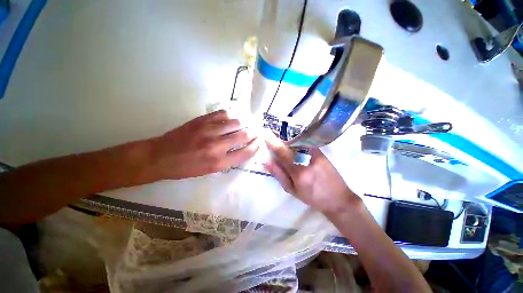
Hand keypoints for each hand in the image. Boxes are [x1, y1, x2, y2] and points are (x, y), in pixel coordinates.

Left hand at [149, 110, 260, 179]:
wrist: (161, 157)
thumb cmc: (186, 168)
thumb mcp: (210, 170)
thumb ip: (229, 160)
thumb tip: (243, 149)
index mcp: (219, 162)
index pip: (246, 152)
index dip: (256, 146)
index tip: (259, 141)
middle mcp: (217, 146)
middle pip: (244, 135)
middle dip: (254, 132)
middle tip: (257, 130)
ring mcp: (209, 130)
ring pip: (236, 122)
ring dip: (245, 122)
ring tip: (248, 123)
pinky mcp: (201, 120)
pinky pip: (223, 114)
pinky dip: (232, 115)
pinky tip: (233, 117)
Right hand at [263, 132, 359, 213]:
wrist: (338, 198)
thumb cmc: (312, 197)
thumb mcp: (292, 190)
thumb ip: (278, 174)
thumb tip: (266, 160)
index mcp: (298, 171)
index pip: (281, 151)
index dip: (272, 141)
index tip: (264, 133)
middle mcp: (307, 159)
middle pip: (289, 143)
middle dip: (278, 137)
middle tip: (270, 134)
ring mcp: (315, 153)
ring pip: (296, 141)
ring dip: (286, 138)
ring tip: (279, 138)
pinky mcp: (320, 151)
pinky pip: (304, 142)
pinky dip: (295, 141)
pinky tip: (291, 142)